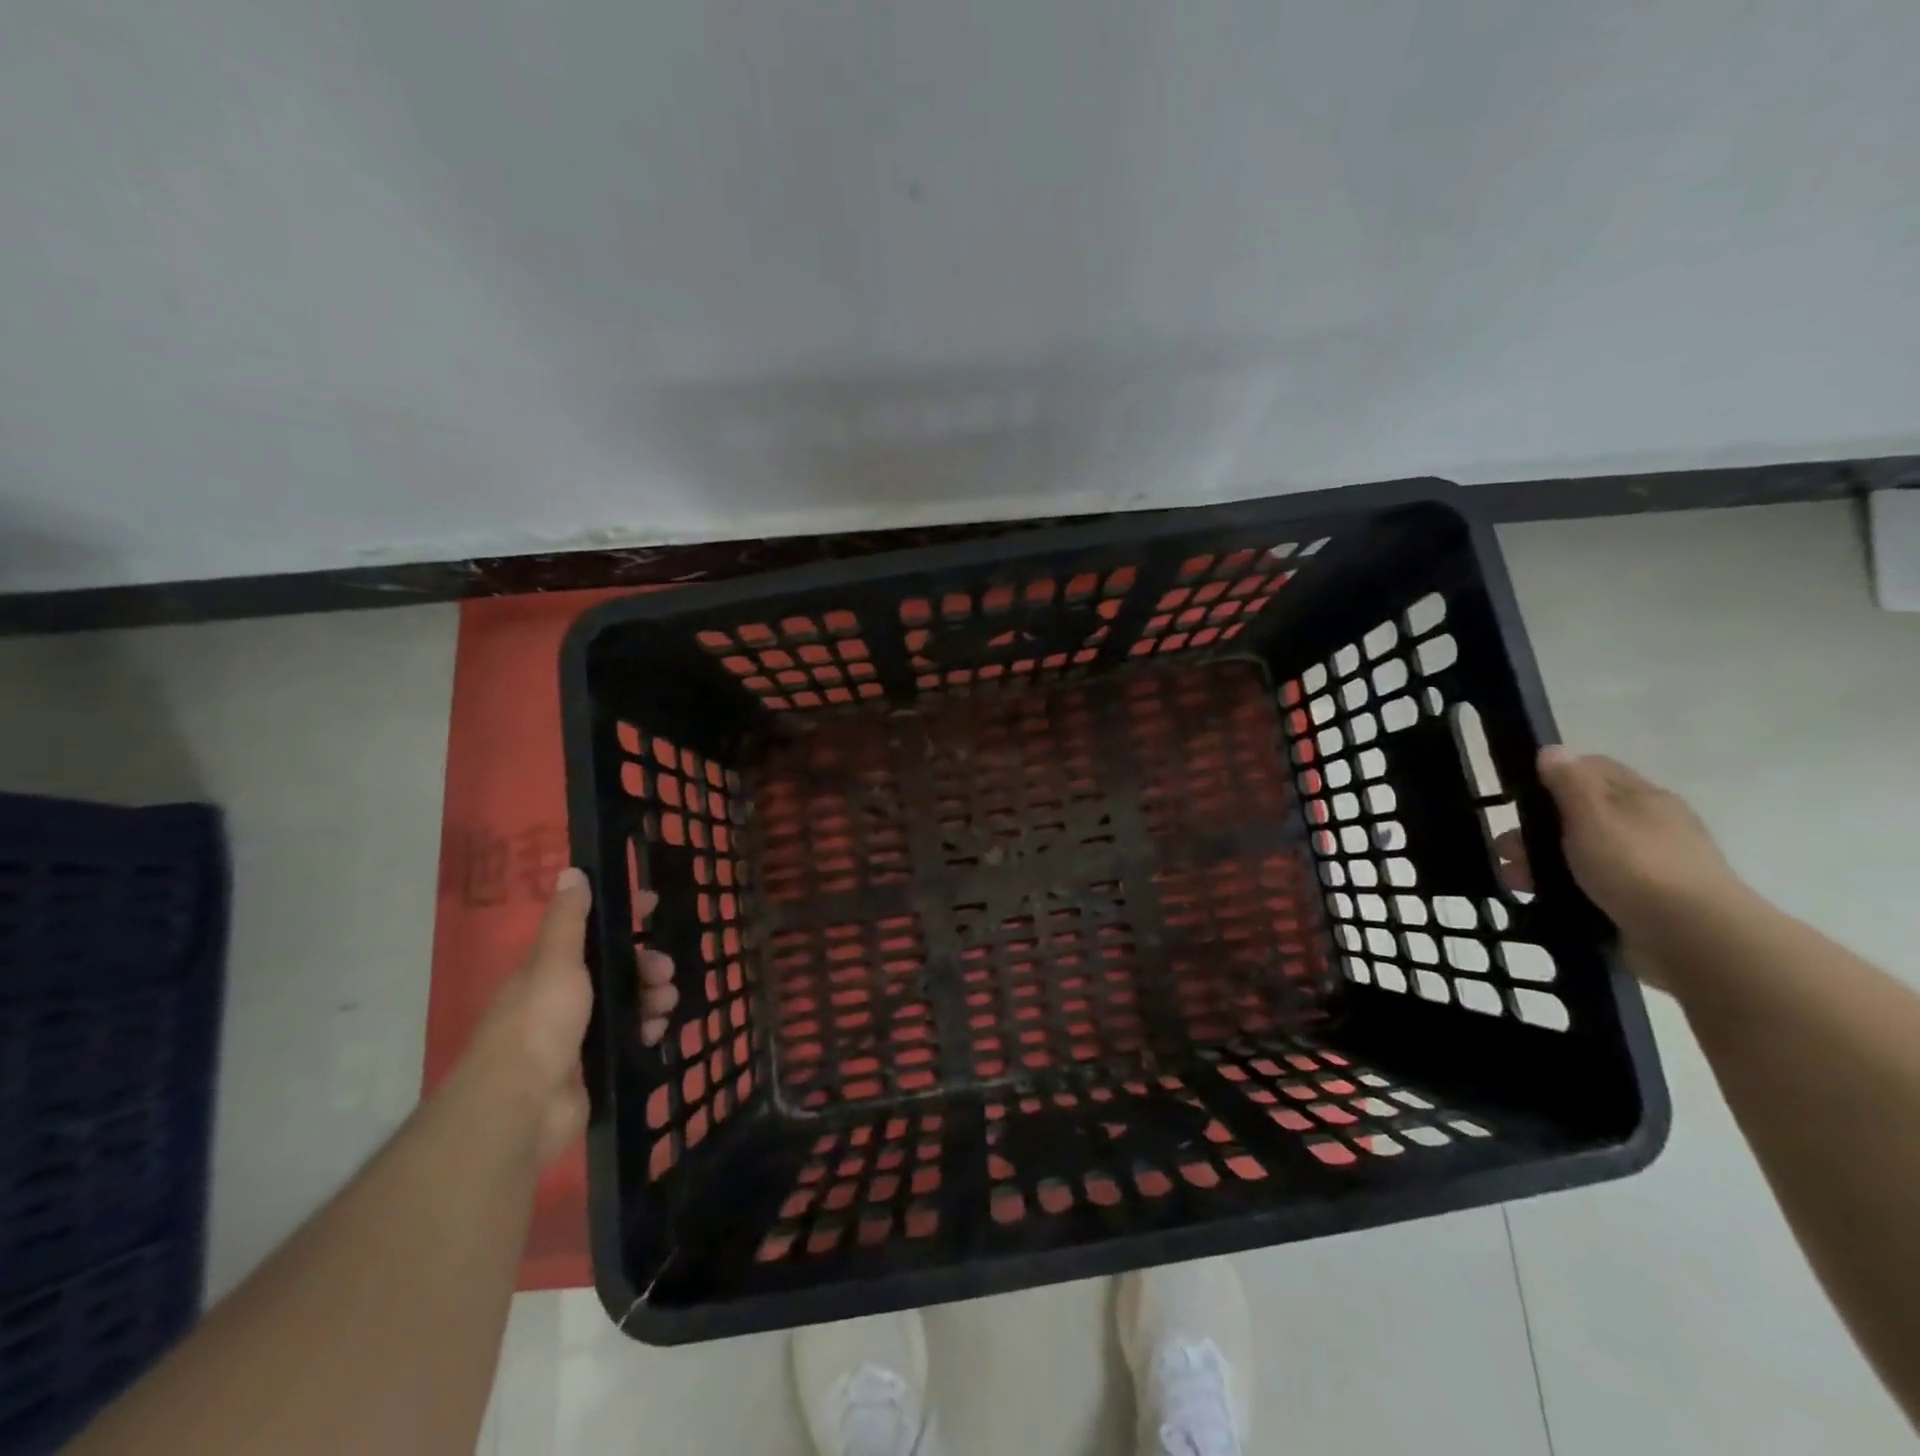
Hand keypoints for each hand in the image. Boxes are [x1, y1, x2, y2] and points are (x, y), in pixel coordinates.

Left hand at [470, 868, 677, 1167]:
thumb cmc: (539, 1023)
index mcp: (549, 970)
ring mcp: (577, 1034)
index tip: (654, 905)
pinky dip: (647, 1028)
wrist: (521, 1107)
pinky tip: (658, 1030)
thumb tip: (571, 871)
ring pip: (626, 1002)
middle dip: (645, 964)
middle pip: (615, 969)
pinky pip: (630, 1036)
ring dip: (652, 996)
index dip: (622, 916)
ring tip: (665, 1003)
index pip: (590, 931)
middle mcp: (562, 998)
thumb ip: (568, 920)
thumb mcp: (555, 961)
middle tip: (664, 971)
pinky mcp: (593, 1065)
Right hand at [1536, 746, 1742, 977]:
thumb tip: (1552, 750)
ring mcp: (1651, 866)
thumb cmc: (1636, 866)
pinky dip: (1567, 889)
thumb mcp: (1592, 815)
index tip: (1518, 796)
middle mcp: (1650, 826)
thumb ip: (1568, 782)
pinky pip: (1595, 886)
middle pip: (1583, 814)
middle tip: (1506, 850)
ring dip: (1544, 862)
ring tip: (1514, 881)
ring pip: (1584, 853)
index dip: (1553, 776)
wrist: (1694, 939)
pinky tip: (1544, 900)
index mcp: (1642, 797)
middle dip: (1538, 829)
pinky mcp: (1646, 902)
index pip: (1593, 769)